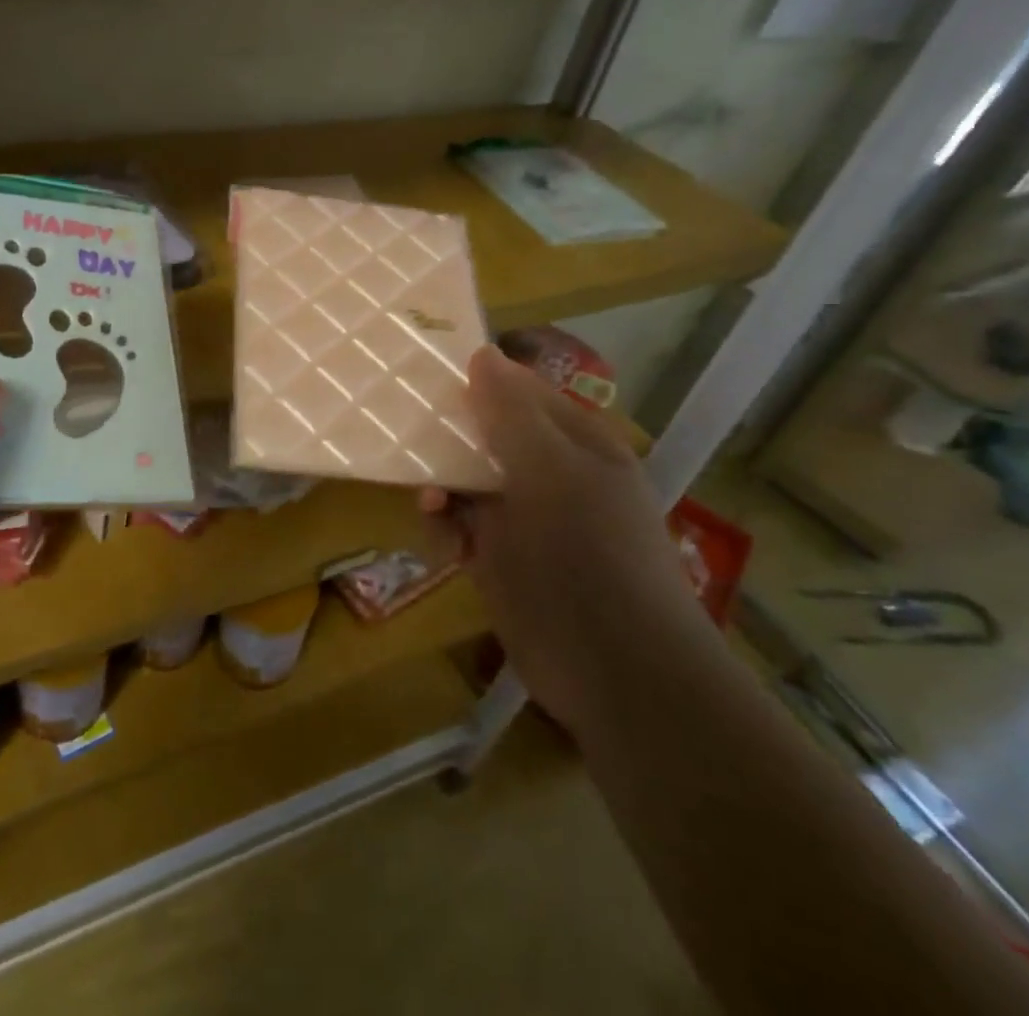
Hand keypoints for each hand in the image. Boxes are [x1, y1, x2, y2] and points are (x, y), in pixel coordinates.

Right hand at [420, 346, 703, 734]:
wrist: (618, 673)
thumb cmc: (589, 557)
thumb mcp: (550, 473)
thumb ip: (511, 415)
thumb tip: (481, 354)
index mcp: (575, 443)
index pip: (519, 391)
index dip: (477, 380)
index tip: (425, 375)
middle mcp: (549, 473)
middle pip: (485, 435)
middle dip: (448, 438)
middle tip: (410, 439)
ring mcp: (525, 519)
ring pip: (465, 480)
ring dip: (441, 487)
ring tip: (431, 506)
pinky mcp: (500, 559)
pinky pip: (458, 526)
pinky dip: (445, 530)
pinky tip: (446, 547)